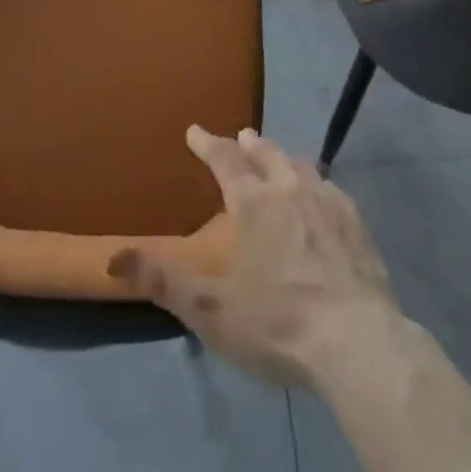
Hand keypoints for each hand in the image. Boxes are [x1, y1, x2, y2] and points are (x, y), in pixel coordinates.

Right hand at [108, 126, 401, 386]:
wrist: (356, 341)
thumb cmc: (278, 322)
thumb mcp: (211, 310)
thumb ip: (163, 281)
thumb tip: (114, 257)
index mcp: (254, 203)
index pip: (225, 160)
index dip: (208, 144)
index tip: (195, 130)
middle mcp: (290, 190)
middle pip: (267, 155)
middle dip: (250, 144)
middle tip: (243, 135)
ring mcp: (328, 203)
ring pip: (301, 165)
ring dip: (285, 157)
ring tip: (279, 156)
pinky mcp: (357, 224)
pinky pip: (331, 189)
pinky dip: (318, 182)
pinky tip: (322, 191)